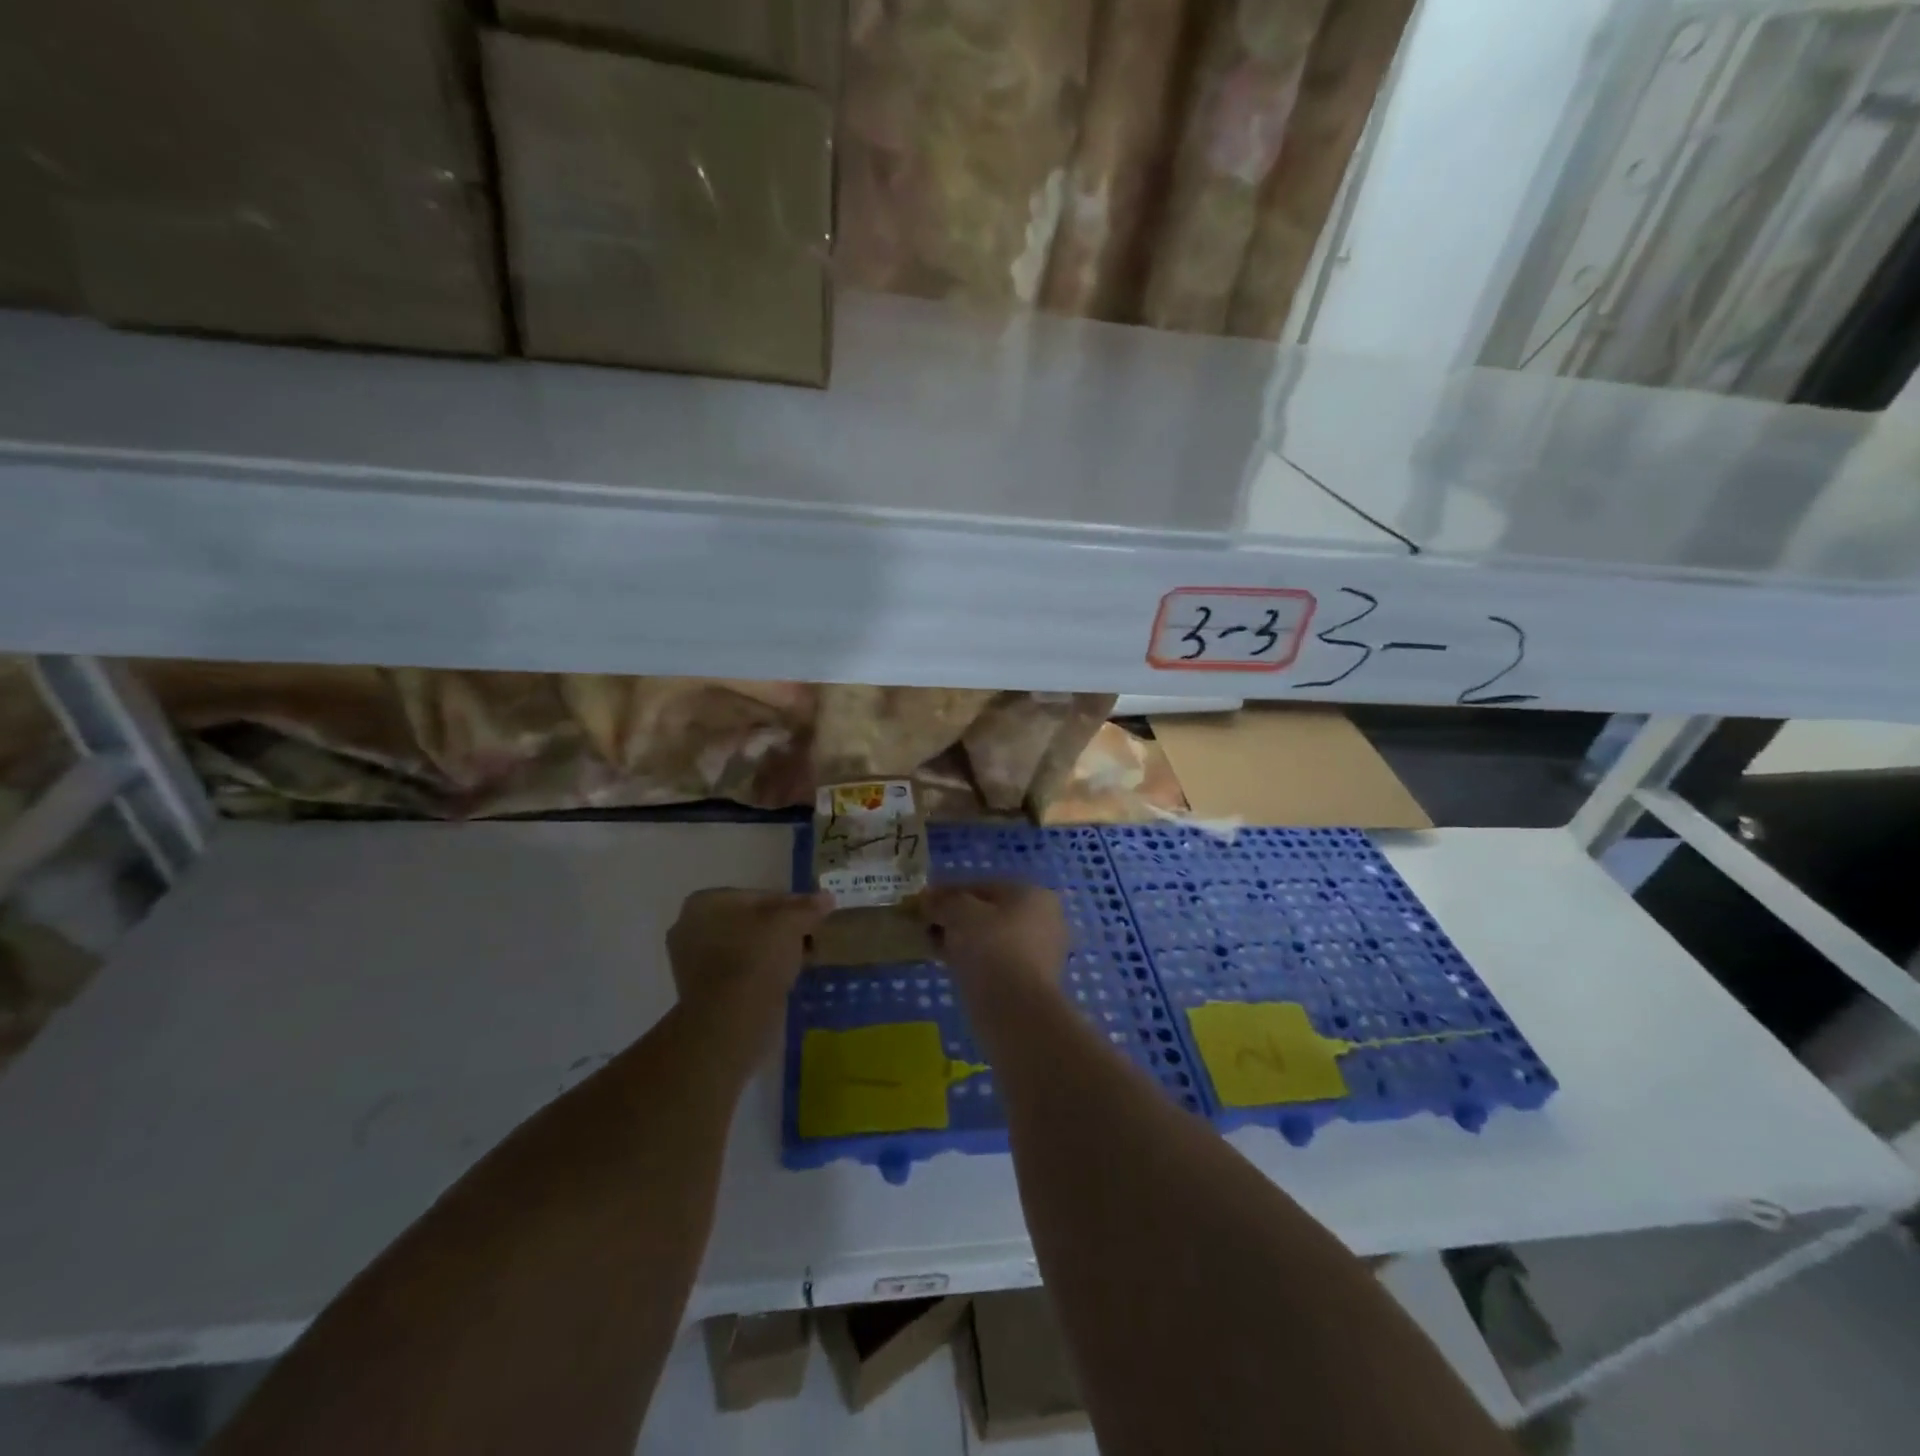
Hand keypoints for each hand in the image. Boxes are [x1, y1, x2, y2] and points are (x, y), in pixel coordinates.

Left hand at [667, 889, 828, 1019]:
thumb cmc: (756, 959)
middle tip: (809, 938)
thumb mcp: (790, 924)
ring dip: (772, 951)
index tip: (814, 917)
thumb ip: (808, 907)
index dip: (791, 905)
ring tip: (801, 960)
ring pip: (745, 947)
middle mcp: (690, 927)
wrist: (731, 1022)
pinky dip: (760, 972)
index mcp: (705, 902)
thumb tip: (828, 898)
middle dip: (780, 929)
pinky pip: (738, 971)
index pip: (759, 896)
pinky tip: (783, 979)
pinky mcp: (701, 992)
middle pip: (750, 921)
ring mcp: (691, 962)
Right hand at [919, 882, 1068, 988]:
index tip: (922, 904)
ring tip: (933, 948)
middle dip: (955, 918)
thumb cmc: (991, 947)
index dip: (948, 892)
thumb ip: (943, 902)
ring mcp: (1041, 952)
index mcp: (1033, 893)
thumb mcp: (959, 913)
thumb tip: (927, 900)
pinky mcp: (1031, 982)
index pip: (982, 886)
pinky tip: (950, 967)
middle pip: (988, 912)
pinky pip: (995, 962)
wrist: (1016, 1010)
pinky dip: (973, 961)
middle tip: (926, 928)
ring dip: (962, 941)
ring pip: (991, 939)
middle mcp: (1044, 918)